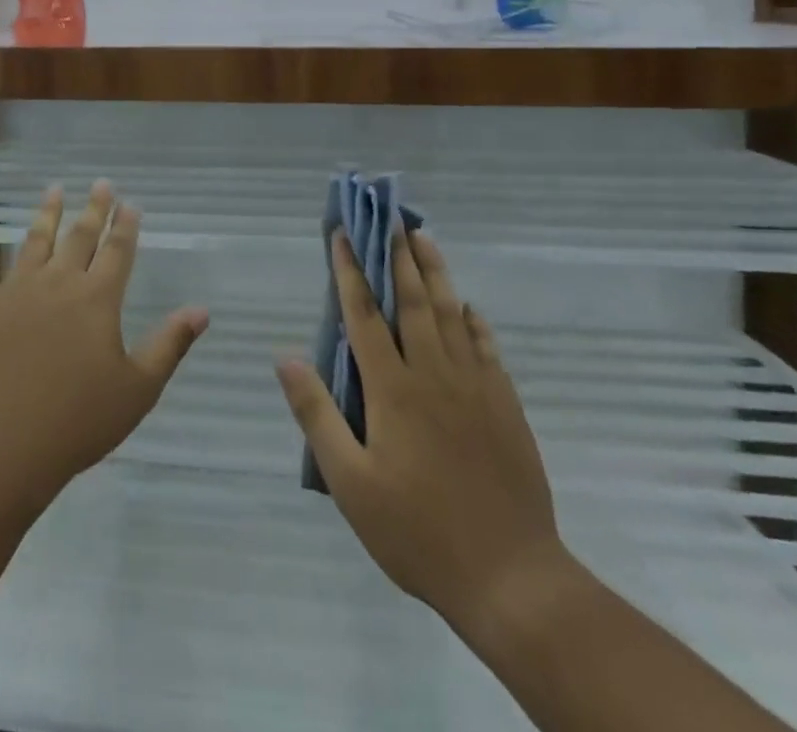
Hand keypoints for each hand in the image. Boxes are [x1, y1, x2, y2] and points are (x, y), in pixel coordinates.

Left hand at [0, 180, 208, 513]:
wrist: (3, 445)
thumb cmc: (77, 422)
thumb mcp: (138, 390)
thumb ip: (170, 345)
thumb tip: (201, 309)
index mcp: (98, 300)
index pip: (117, 252)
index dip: (126, 226)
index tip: (130, 203)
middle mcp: (59, 282)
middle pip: (80, 237)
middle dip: (94, 209)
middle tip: (101, 183)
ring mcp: (16, 289)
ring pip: (35, 240)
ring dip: (47, 212)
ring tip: (55, 188)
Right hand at [276, 229, 573, 644]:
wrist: (511, 578)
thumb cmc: (417, 530)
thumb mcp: (350, 482)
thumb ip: (316, 414)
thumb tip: (285, 357)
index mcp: (392, 389)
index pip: (363, 315)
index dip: (350, 272)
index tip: (342, 235)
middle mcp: (433, 374)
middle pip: (412, 301)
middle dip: (397, 256)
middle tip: (390, 218)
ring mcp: (475, 387)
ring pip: (450, 314)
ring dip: (435, 273)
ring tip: (423, 238)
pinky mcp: (505, 406)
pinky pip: (486, 348)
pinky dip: (473, 321)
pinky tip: (467, 308)